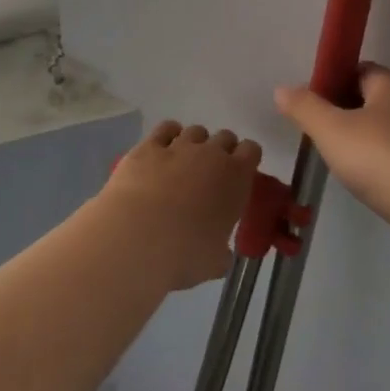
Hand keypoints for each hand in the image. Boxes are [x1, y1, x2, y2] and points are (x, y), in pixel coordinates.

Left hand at [101, 121, 261, 290]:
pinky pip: (165, 129)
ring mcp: (179, 146)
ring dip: (195, 143)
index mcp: (236, 177)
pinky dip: (167, 135)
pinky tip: (163, 149)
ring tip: (184, 163)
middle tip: (212, 173)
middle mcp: (211, 154)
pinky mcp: (148, 147)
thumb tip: (220, 255)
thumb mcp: (214, 261)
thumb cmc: (185, 254)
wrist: (137, 238)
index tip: (240, 174)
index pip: (252, 150)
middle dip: (221, 150)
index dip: (247, 159)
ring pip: (195, 131)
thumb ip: (221, 252)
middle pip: (225, 136)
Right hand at [273, 66, 389, 262]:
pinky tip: (359, 180)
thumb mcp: (331, 130)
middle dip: (342, 111)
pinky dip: (374, 163)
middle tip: (316, 132)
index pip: (359, 69)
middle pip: (369, 99)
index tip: (310, 102)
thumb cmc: (380, 159)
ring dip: (358, 140)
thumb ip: (305, 108)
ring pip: (381, 130)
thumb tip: (282, 89)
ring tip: (333, 158)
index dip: (333, 80)